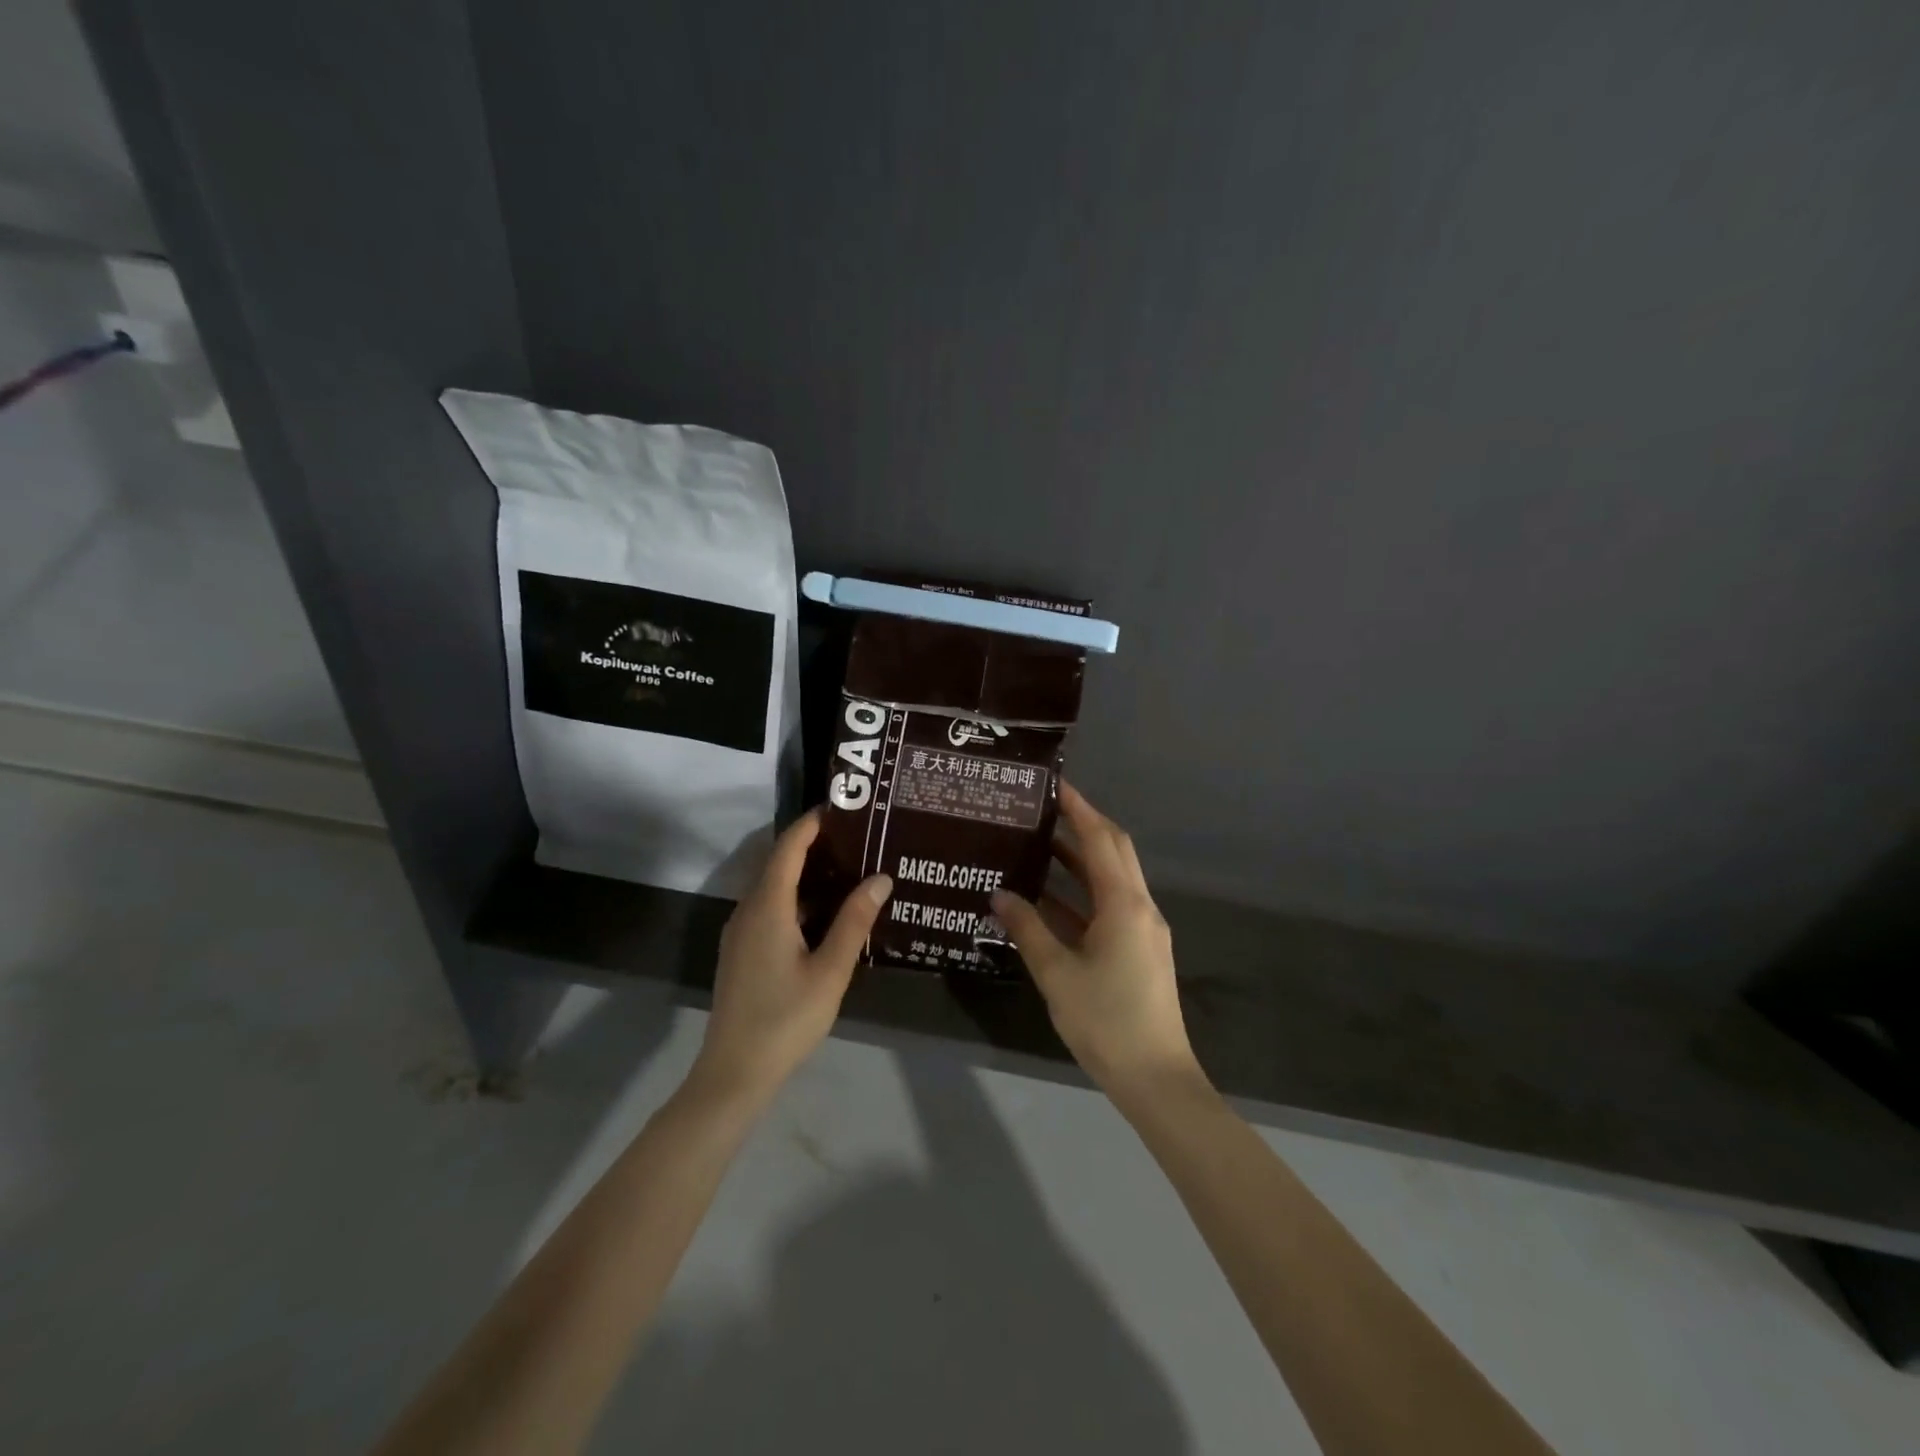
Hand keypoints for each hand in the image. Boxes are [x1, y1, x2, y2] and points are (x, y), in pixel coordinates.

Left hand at [689, 810, 892, 1107]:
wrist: (734, 1072)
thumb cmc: (786, 1019)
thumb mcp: (830, 971)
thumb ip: (854, 921)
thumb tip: (880, 878)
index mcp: (767, 907)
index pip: (787, 848)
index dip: (811, 824)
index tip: (841, 807)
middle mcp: (748, 910)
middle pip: (777, 862)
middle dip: (812, 844)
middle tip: (855, 836)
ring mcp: (740, 932)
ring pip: (772, 887)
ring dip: (804, 872)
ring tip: (847, 867)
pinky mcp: (741, 951)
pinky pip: (768, 907)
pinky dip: (795, 896)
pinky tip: (824, 911)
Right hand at [992, 783, 1203, 1100]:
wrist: (1155, 1077)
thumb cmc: (1105, 1021)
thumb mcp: (1056, 973)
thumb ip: (1027, 928)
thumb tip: (999, 894)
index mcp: (1124, 904)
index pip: (1100, 839)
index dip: (1078, 808)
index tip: (1054, 784)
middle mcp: (1140, 906)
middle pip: (1113, 851)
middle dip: (1082, 825)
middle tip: (1044, 809)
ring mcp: (1143, 929)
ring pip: (1111, 879)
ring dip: (1080, 860)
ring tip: (1039, 845)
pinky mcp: (1140, 950)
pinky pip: (1110, 906)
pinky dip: (1082, 895)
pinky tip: (1048, 900)